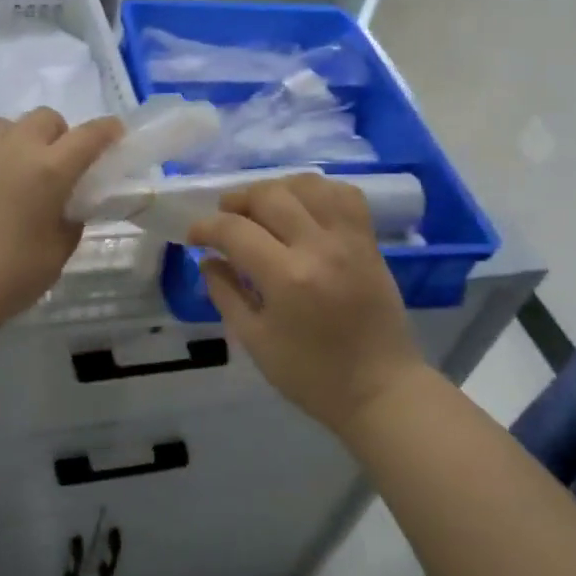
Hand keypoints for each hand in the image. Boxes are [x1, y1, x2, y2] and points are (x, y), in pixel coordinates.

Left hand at [0, 109, 124, 328]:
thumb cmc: (12, 274)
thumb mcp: (59, 251)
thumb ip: (70, 220)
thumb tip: (66, 208)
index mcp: (51, 169)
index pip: (89, 136)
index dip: (106, 130)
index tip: (114, 133)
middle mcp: (16, 148)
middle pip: (45, 118)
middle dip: (58, 135)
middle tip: (56, 165)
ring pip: (6, 126)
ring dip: (19, 141)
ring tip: (12, 173)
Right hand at [188, 174, 424, 436]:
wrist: (381, 389)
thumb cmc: (312, 375)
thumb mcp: (256, 342)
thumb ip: (226, 294)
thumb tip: (208, 260)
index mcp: (287, 278)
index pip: (235, 230)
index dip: (205, 227)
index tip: (194, 237)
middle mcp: (319, 246)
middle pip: (269, 196)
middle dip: (236, 201)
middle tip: (224, 219)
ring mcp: (349, 239)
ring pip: (307, 185)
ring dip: (276, 189)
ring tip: (262, 208)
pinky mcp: (369, 241)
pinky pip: (344, 195)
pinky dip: (318, 191)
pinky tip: (302, 207)